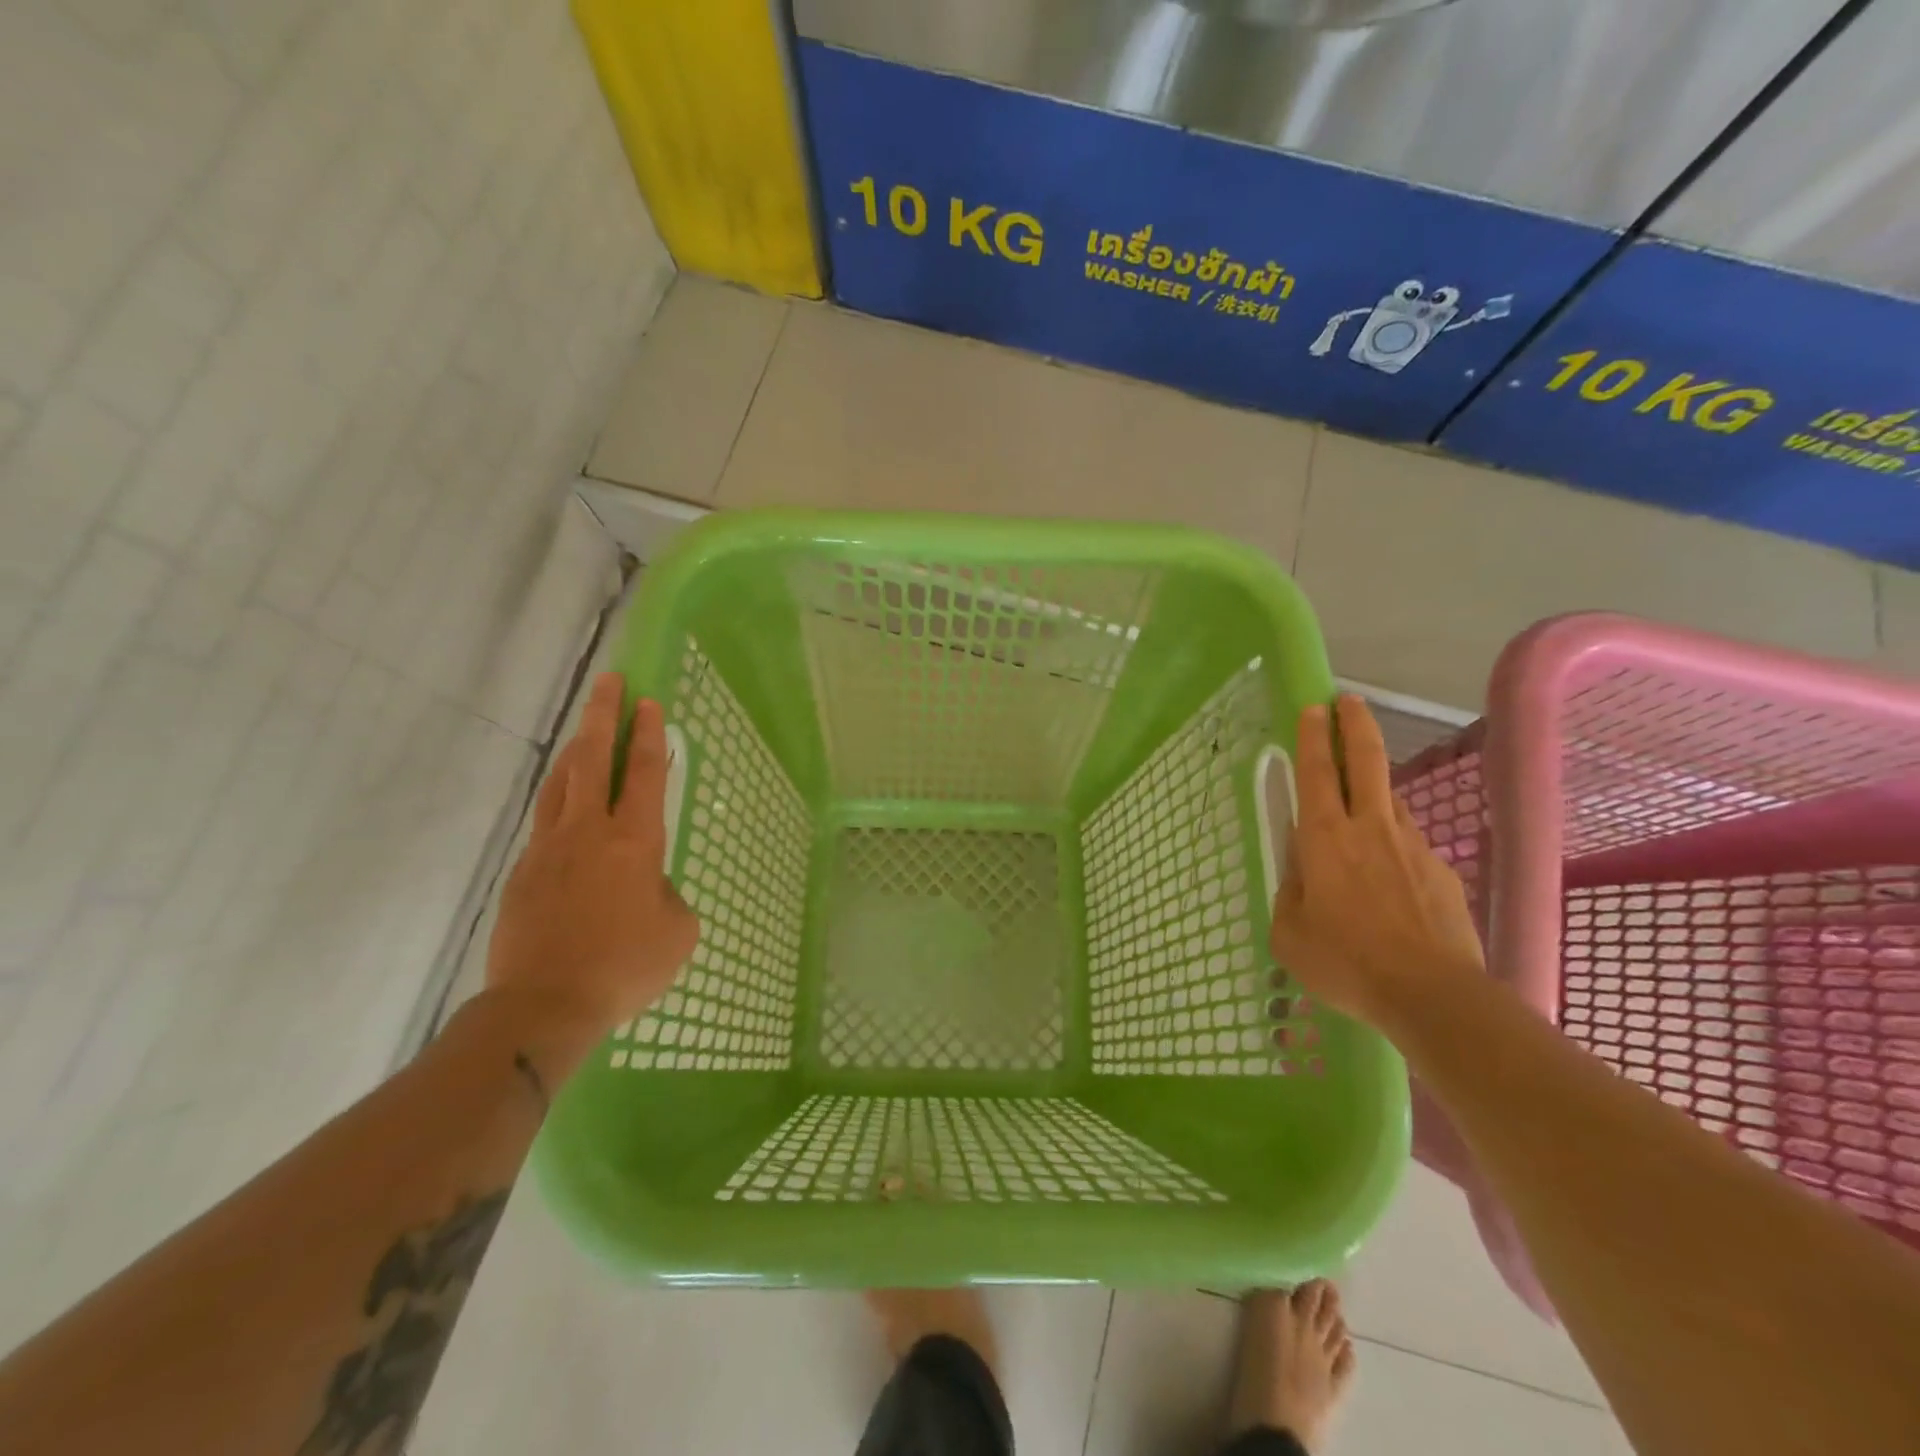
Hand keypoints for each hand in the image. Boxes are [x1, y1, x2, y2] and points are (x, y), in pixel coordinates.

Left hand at [484, 673, 698, 1056]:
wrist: (544, 1005)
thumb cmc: (624, 966)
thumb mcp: (677, 932)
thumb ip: (668, 895)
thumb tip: (648, 886)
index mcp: (635, 841)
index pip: (645, 774)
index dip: (649, 735)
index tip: (648, 702)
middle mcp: (589, 832)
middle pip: (594, 759)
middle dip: (604, 715)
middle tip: (609, 681)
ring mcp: (549, 848)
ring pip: (561, 782)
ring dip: (575, 749)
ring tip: (583, 729)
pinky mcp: (523, 872)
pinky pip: (545, 821)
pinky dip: (559, 799)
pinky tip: (565, 806)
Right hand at [1269, 695, 1483, 1035]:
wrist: (1432, 995)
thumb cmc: (1345, 962)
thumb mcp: (1289, 933)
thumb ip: (1291, 891)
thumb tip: (1302, 871)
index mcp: (1325, 838)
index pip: (1318, 772)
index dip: (1314, 736)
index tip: (1314, 707)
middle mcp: (1370, 828)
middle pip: (1367, 761)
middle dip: (1356, 724)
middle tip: (1348, 701)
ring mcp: (1412, 847)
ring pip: (1390, 801)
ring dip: (1374, 787)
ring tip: (1360, 803)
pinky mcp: (1441, 871)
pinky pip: (1408, 844)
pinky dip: (1392, 845)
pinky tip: (1388, 880)